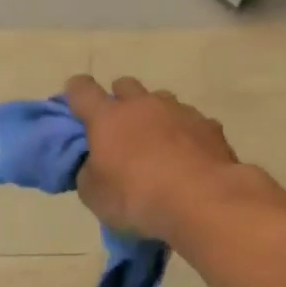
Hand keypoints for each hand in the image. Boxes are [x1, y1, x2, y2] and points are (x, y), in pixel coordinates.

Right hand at [63, 76, 239, 240]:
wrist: (203, 201)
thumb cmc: (137, 197)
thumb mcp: (95, 195)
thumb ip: (89, 173)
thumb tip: (94, 164)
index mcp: (108, 118)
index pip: (82, 90)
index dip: (75, 93)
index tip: (75, 103)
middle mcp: (143, 105)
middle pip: (125, 85)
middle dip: (119, 100)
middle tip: (119, 129)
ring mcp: (180, 112)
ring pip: (161, 101)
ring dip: (154, 116)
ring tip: (157, 145)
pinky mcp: (210, 127)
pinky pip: (191, 123)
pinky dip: (185, 135)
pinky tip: (188, 159)